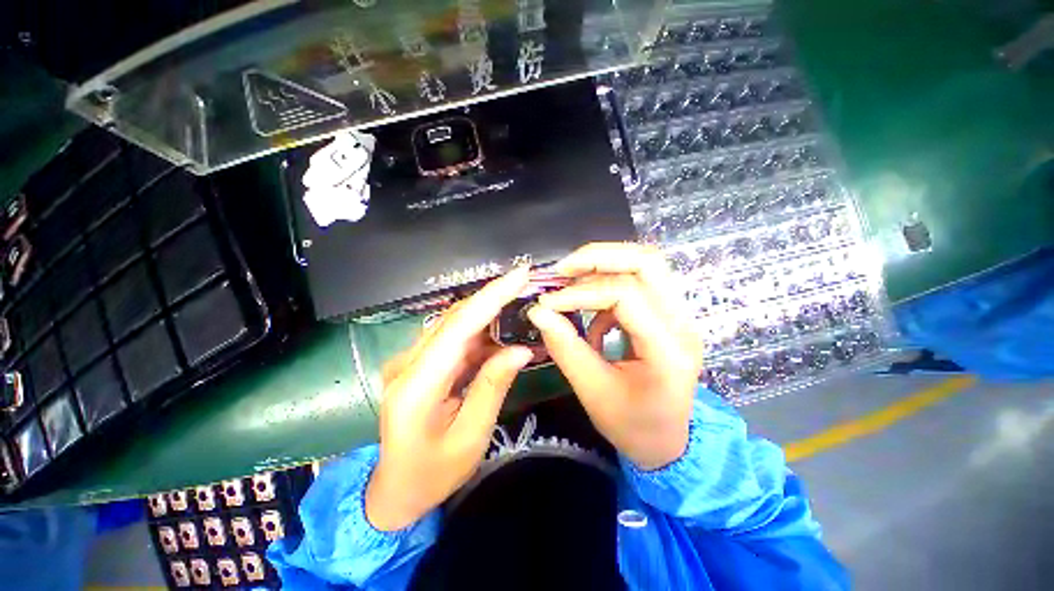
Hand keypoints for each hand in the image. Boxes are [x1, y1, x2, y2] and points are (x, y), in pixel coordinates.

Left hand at [365, 268, 533, 530]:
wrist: (396, 490)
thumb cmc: (433, 474)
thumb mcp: (471, 437)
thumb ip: (493, 386)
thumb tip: (521, 349)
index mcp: (416, 387)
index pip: (457, 327)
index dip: (490, 298)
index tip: (518, 275)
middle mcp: (408, 364)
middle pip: (455, 318)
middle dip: (493, 298)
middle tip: (526, 284)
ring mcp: (410, 361)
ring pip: (455, 324)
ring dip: (489, 314)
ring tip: (520, 307)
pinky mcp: (419, 363)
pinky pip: (454, 338)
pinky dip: (480, 332)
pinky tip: (502, 334)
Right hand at [527, 243, 702, 469]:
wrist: (668, 442)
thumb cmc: (633, 425)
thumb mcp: (593, 391)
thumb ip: (565, 347)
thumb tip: (538, 313)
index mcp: (667, 349)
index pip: (625, 295)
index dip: (581, 293)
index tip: (548, 303)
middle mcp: (681, 323)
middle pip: (646, 261)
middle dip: (597, 257)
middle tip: (562, 270)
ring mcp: (679, 315)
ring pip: (645, 264)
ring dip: (603, 265)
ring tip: (570, 281)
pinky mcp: (668, 314)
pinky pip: (638, 282)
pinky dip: (609, 287)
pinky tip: (593, 315)